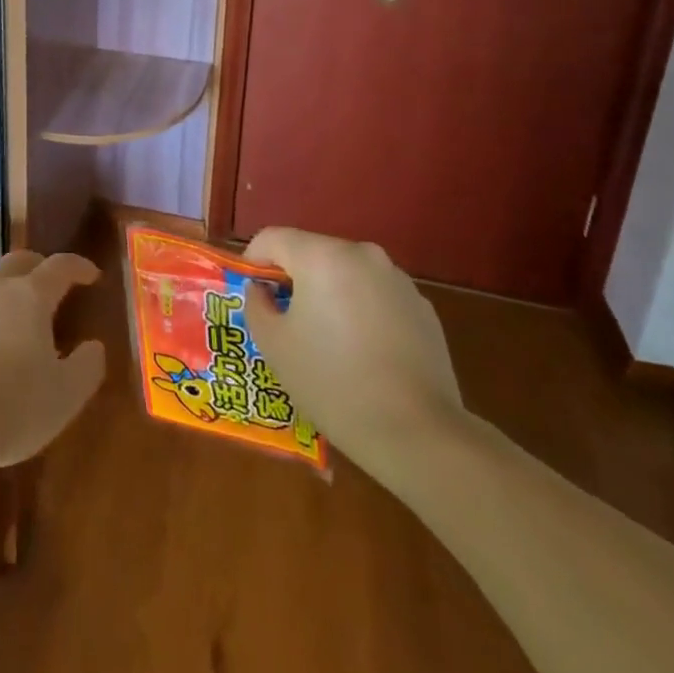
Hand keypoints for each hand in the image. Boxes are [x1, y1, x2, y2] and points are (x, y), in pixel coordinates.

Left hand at [0, 251, 106, 472]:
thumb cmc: (10, 406)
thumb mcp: (65, 396)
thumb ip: (87, 367)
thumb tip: (94, 346)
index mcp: (30, 296)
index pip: (60, 266)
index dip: (78, 266)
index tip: (92, 275)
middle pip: (19, 260)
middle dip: (40, 266)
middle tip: (53, 285)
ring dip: (5, 284)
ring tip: (14, 307)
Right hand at [243, 229, 466, 481]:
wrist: (418, 434)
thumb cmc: (332, 382)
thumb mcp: (274, 345)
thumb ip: (257, 304)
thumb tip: (262, 290)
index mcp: (321, 256)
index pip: (272, 238)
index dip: (253, 261)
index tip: (251, 294)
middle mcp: (361, 255)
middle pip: (311, 252)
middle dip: (293, 279)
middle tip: (284, 320)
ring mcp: (397, 280)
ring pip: (346, 274)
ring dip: (328, 294)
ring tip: (326, 341)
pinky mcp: (423, 308)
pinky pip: (376, 297)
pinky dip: (361, 312)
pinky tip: (363, 354)